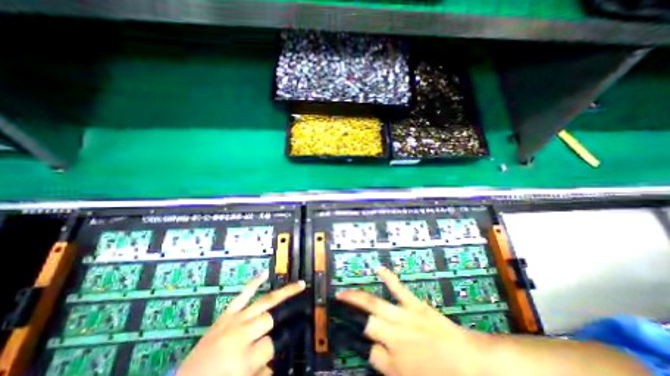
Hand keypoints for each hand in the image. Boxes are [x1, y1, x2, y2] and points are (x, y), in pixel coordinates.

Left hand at [176, 272, 304, 374]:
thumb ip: (263, 371)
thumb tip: (277, 357)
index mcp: (242, 360)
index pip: (272, 343)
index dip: (284, 340)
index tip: (296, 332)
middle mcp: (240, 335)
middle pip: (270, 317)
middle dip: (286, 313)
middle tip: (302, 304)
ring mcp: (232, 320)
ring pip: (264, 301)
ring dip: (283, 292)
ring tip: (299, 284)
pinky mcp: (226, 314)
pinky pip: (243, 294)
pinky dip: (254, 282)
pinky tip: (265, 273)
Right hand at [335, 268, 487, 375]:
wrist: (472, 364)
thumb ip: (390, 369)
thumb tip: (375, 354)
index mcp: (395, 363)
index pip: (372, 354)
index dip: (375, 353)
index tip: (379, 352)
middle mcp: (394, 337)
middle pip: (370, 326)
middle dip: (368, 326)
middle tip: (369, 325)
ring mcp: (403, 317)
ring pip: (374, 306)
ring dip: (357, 298)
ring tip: (343, 293)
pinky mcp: (414, 304)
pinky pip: (398, 289)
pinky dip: (389, 278)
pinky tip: (379, 269)